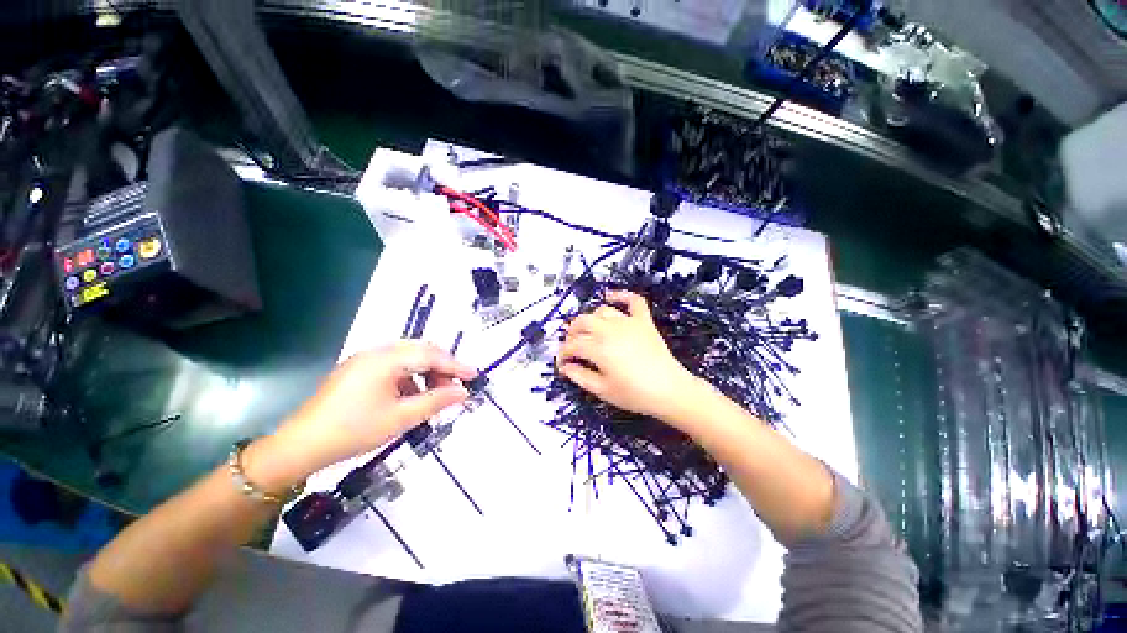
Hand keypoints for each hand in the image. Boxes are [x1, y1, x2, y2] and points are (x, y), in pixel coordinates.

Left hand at [248, 342, 476, 488]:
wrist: (299, 447)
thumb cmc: (353, 431)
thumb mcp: (400, 418)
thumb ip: (436, 401)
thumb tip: (463, 392)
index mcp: (385, 359)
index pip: (431, 355)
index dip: (455, 366)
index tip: (474, 375)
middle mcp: (375, 353)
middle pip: (420, 351)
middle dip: (441, 368)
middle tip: (455, 387)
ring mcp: (364, 361)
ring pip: (407, 359)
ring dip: (425, 373)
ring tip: (434, 395)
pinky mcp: (356, 372)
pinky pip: (393, 367)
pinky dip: (409, 379)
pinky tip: (411, 397)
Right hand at [556, 290, 700, 422]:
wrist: (669, 391)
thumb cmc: (634, 394)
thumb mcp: (602, 390)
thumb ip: (580, 376)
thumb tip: (565, 367)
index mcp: (598, 348)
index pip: (572, 345)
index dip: (562, 354)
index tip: (561, 363)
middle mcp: (609, 330)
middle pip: (582, 322)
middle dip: (572, 333)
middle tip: (572, 346)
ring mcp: (628, 322)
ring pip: (602, 311)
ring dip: (591, 319)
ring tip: (590, 331)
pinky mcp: (643, 321)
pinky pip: (633, 300)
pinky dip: (621, 295)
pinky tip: (610, 296)